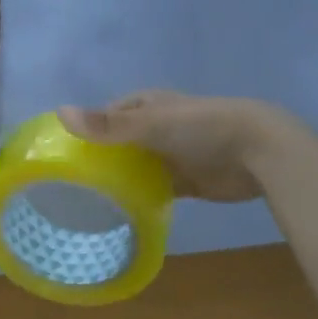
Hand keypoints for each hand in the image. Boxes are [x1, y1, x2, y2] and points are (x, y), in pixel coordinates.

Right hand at [58, 91, 284, 202]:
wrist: (257, 152)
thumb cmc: (201, 128)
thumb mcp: (151, 123)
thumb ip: (107, 124)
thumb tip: (59, 113)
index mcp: (148, 105)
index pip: (109, 114)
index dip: (88, 129)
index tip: (64, 152)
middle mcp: (157, 128)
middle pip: (121, 143)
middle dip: (101, 158)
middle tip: (71, 184)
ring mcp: (172, 155)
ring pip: (137, 167)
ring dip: (120, 180)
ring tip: (88, 202)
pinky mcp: (187, 181)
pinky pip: (156, 190)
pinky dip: (141, 198)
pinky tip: (121, 213)